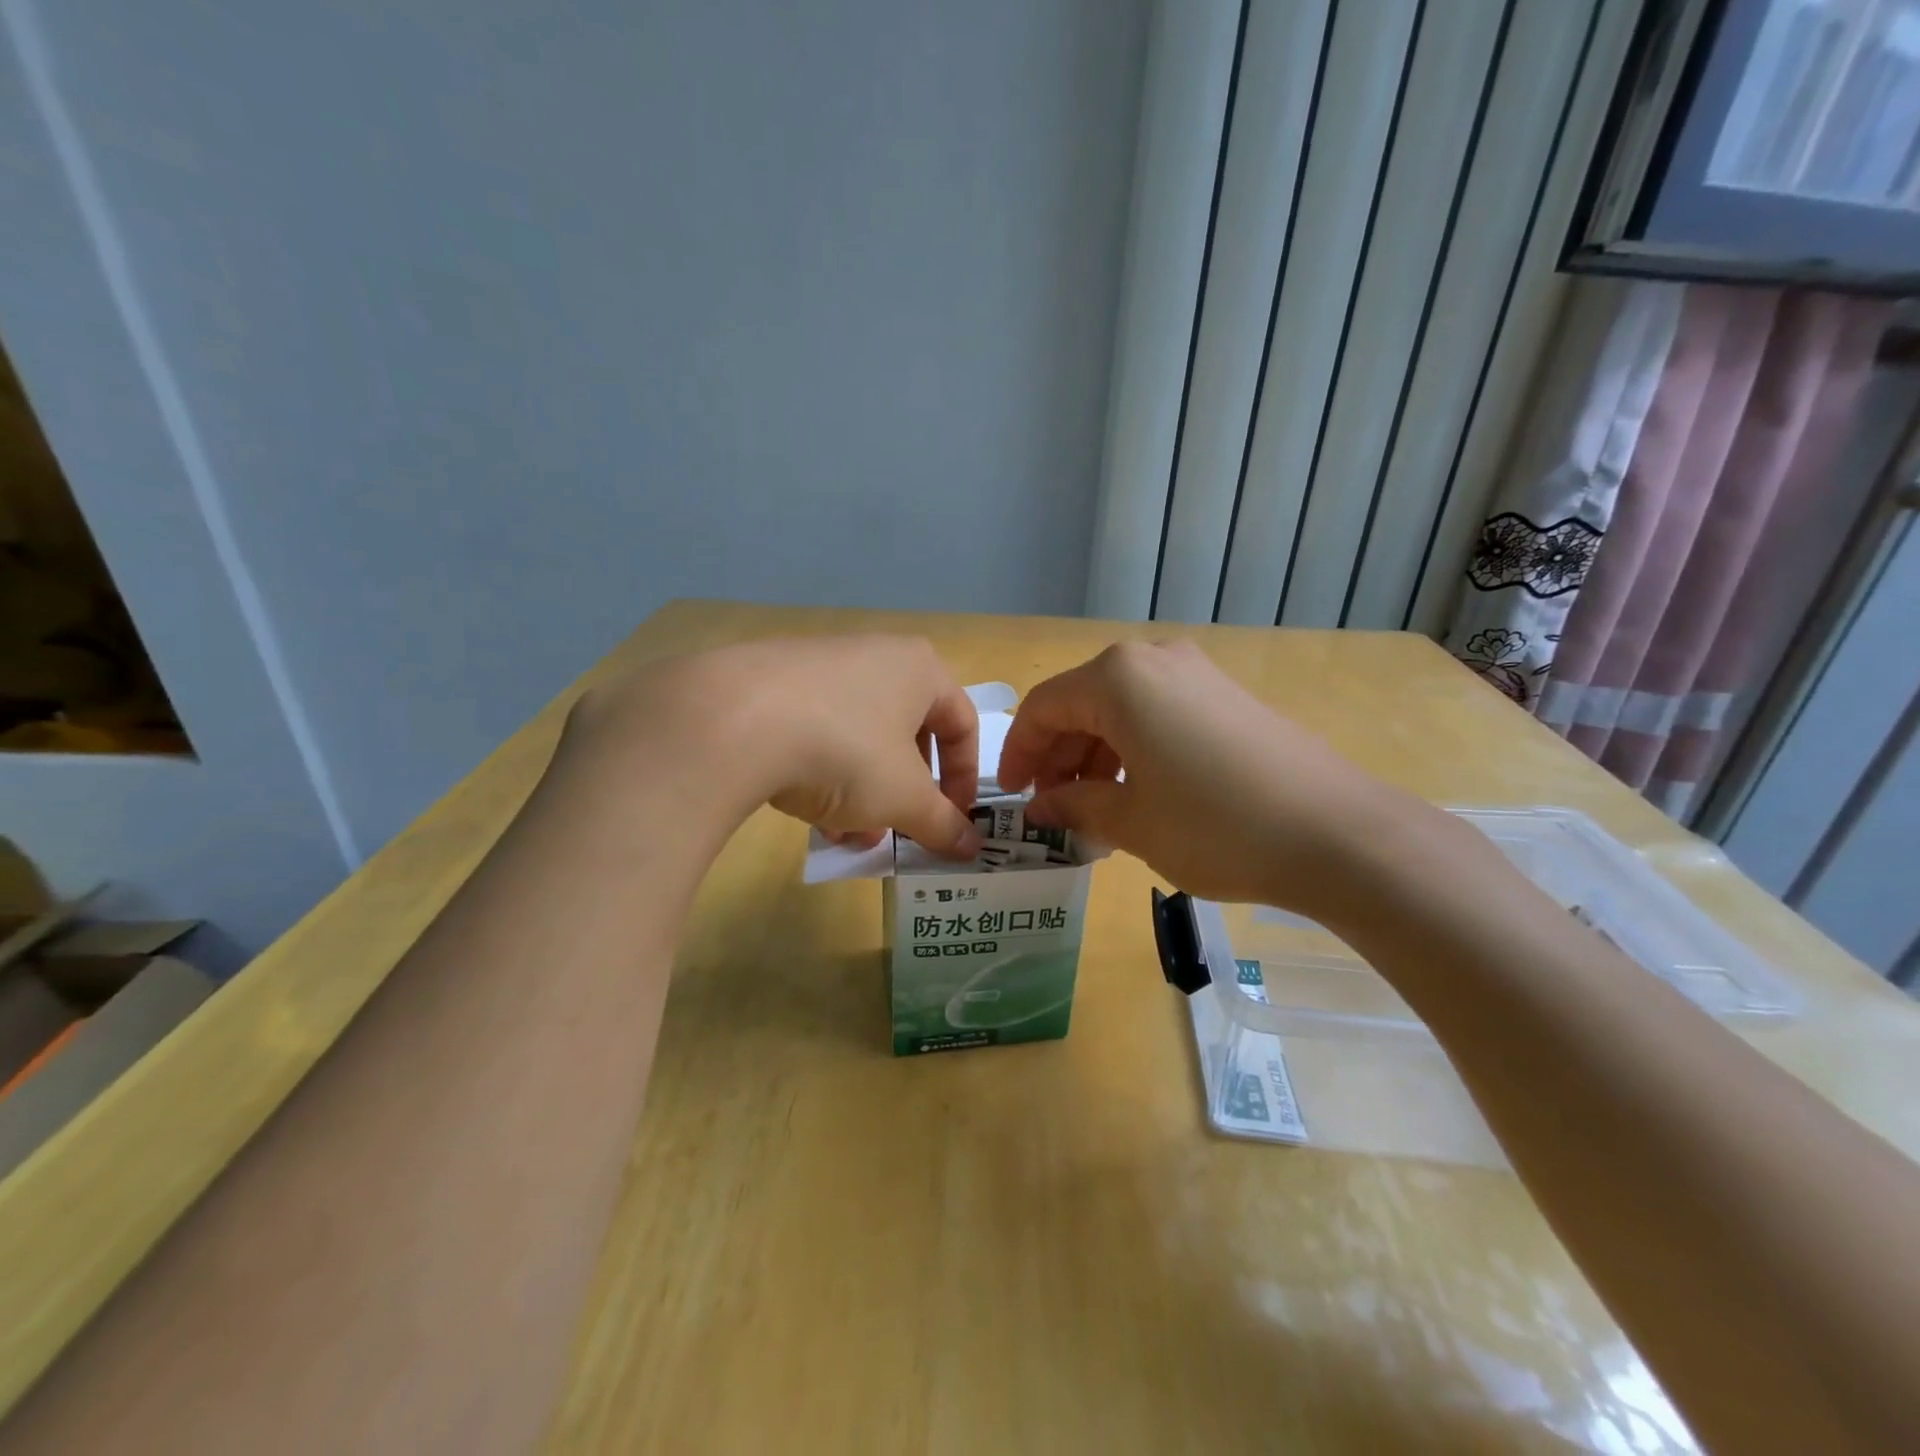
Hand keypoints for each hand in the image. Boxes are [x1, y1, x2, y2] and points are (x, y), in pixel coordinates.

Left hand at [563, 635, 983, 856]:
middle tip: (894, 831)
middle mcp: (875, 656)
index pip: (963, 724)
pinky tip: (806, 814)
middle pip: (907, 734)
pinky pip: (817, 731)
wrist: (733, 720)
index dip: (965, 779)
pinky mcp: (773, 682)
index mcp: (920, 669)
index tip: (953, 821)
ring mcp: (821, 664)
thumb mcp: (903, 797)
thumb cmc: (846, 751)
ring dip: (864, 793)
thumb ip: (943, 824)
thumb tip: (972, 848)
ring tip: (845, 837)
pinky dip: (823, 773)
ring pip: (860, 738)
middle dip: (904, 793)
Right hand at [997, 640, 1420, 913]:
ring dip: (1096, 755)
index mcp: (1118, 678)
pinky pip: (1159, 714)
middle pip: (1082, 702)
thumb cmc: (1216, 825)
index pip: (1044, 707)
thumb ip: (1075, 805)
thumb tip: (1042, 806)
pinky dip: (1134, 749)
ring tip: (1093, 808)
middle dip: (1058, 755)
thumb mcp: (1131, 821)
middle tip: (1052, 806)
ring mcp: (1198, 674)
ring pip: (1121, 708)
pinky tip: (1140, 793)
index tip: (1014, 797)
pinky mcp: (1229, 697)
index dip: (1018, 753)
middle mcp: (1154, 660)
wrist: (1339, 834)